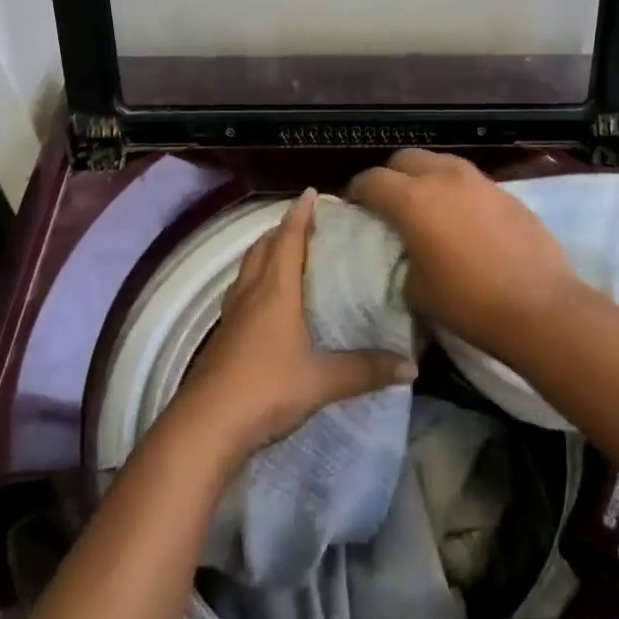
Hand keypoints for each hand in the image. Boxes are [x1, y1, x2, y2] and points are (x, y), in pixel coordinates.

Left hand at [171, 189, 415, 467]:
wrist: (206, 426)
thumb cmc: (266, 388)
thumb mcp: (322, 381)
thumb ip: (366, 370)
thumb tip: (412, 367)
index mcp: (276, 290)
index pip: (289, 238)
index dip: (300, 213)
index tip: (311, 193)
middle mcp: (252, 292)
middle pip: (264, 247)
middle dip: (283, 229)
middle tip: (305, 223)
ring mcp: (232, 314)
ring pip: (248, 268)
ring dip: (265, 253)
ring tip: (285, 252)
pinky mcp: (222, 337)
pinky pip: (240, 293)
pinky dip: (254, 282)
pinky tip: (263, 301)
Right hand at [347, 150, 574, 358]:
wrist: (540, 306)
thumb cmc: (469, 303)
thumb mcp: (416, 289)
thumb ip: (402, 260)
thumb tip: (407, 252)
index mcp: (413, 200)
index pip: (372, 180)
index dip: (357, 191)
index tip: (355, 207)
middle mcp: (443, 178)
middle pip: (406, 158)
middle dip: (391, 176)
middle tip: (389, 203)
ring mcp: (478, 180)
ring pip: (440, 162)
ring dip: (425, 177)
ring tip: (427, 207)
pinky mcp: (505, 191)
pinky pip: (468, 180)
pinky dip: (455, 190)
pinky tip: (462, 219)